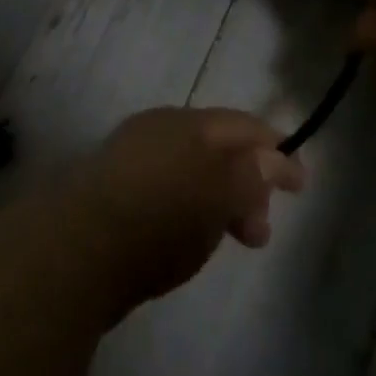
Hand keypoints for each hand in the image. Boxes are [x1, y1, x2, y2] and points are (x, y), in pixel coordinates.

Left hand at [69, 108, 306, 304]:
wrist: (75, 252)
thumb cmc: (161, 218)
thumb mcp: (220, 193)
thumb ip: (250, 173)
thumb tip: (269, 157)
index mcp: (185, 123)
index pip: (242, 125)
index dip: (276, 150)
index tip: (300, 183)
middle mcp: (157, 132)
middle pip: (216, 149)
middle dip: (247, 185)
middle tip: (260, 231)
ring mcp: (130, 160)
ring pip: (191, 173)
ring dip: (219, 202)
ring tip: (229, 241)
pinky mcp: (111, 193)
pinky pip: (166, 192)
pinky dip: (189, 210)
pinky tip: (187, 241)